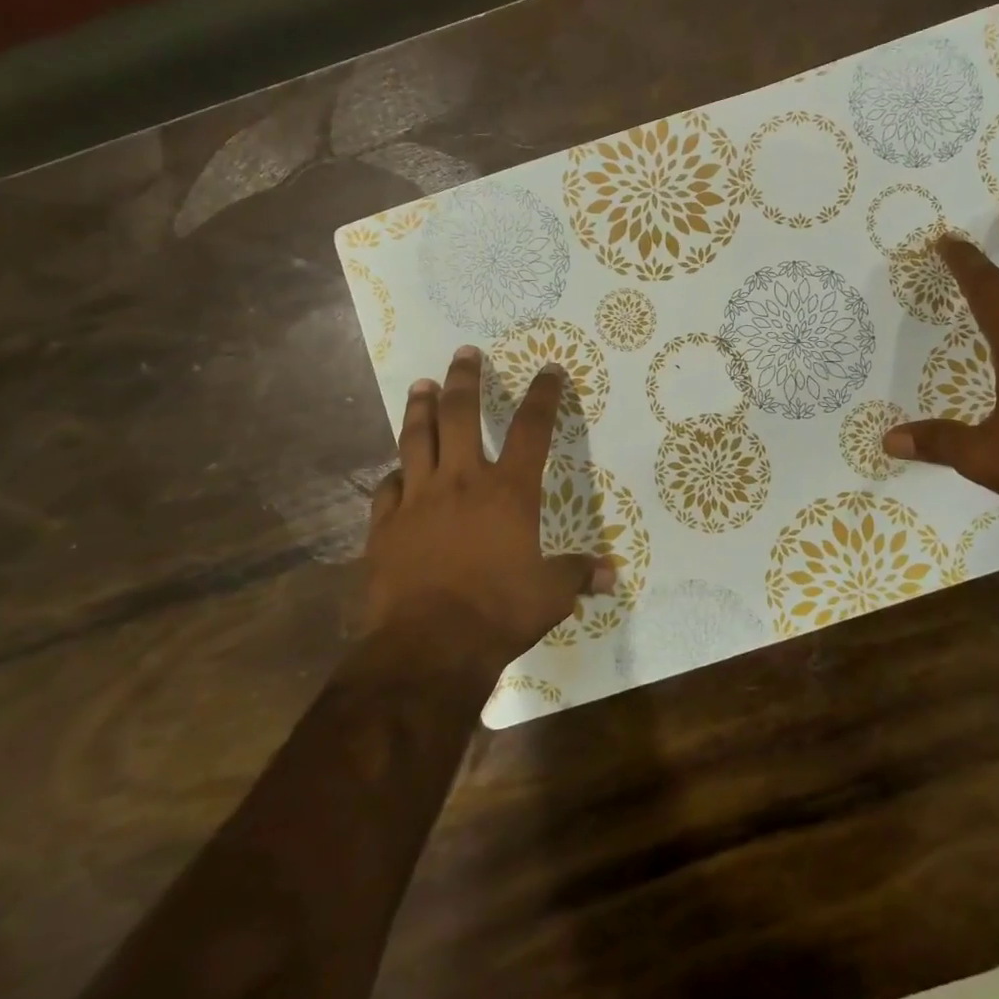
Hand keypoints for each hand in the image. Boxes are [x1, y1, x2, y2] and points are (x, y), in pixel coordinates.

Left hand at [363, 346, 613, 670]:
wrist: (429, 644)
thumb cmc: (498, 611)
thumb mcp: (550, 595)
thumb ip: (577, 575)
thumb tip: (612, 575)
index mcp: (508, 492)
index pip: (531, 430)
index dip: (543, 396)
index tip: (549, 369)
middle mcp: (462, 482)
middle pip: (461, 415)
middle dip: (465, 379)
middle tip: (464, 353)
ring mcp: (418, 499)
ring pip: (416, 438)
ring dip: (420, 407)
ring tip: (422, 384)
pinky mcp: (385, 524)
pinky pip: (388, 487)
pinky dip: (395, 474)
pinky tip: (396, 470)